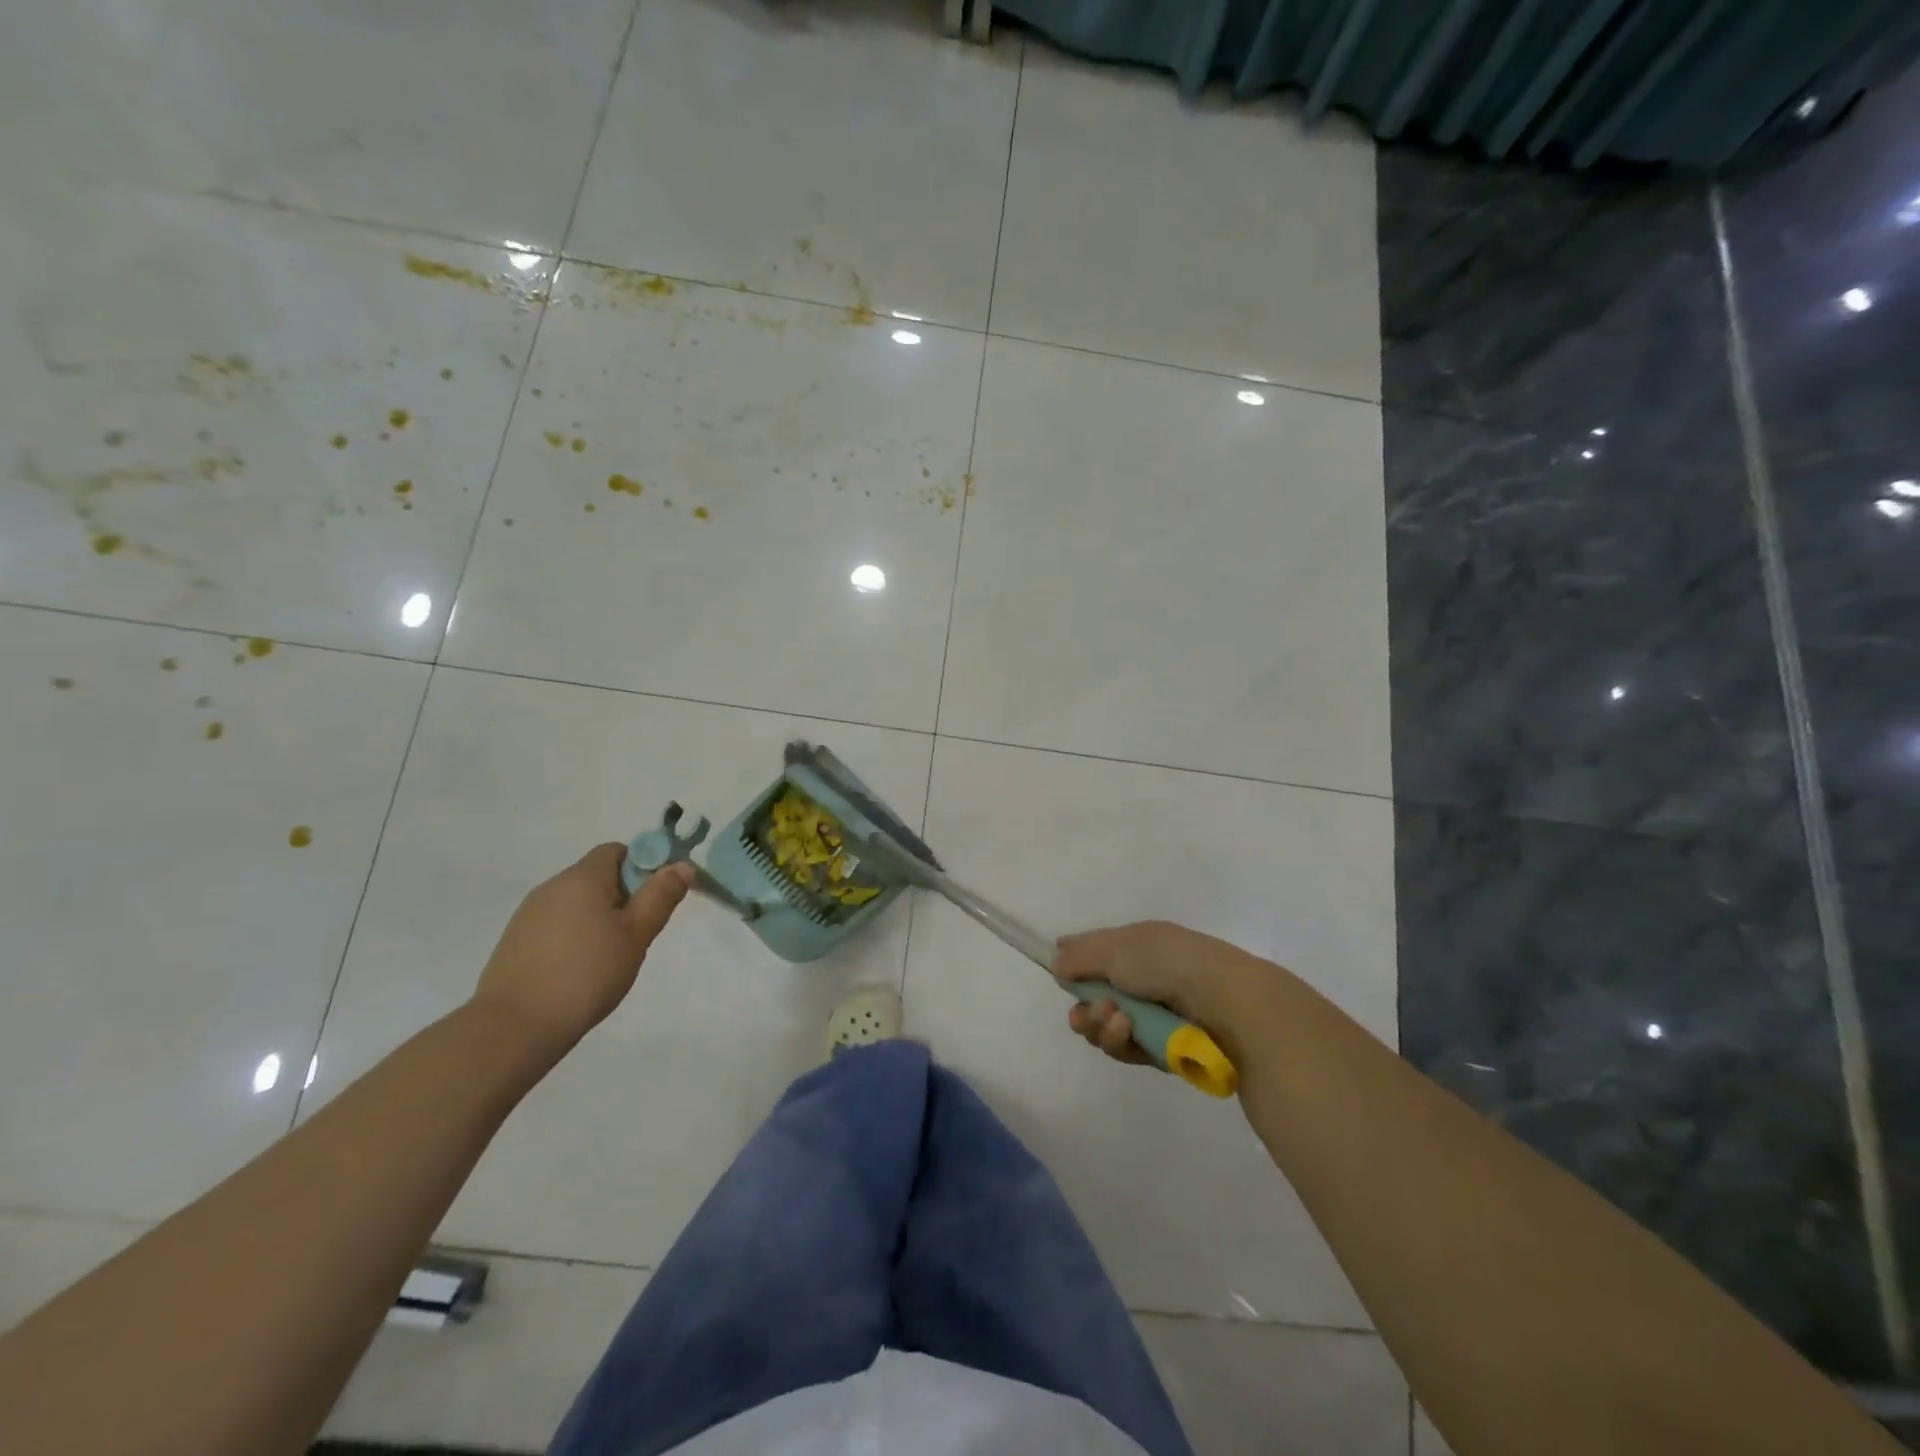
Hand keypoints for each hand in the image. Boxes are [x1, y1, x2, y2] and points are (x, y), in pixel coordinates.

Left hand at [471, 844, 693, 1056]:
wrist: (514, 1027)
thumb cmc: (586, 974)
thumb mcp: (636, 935)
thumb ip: (660, 896)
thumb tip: (682, 865)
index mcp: (583, 877)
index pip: (618, 851)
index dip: (642, 867)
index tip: (654, 901)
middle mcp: (553, 886)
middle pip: (598, 876)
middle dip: (623, 897)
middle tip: (636, 934)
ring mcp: (529, 913)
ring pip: (577, 902)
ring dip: (598, 918)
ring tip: (609, 957)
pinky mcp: (516, 940)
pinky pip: (557, 923)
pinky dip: (574, 936)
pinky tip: (579, 970)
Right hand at [1054, 920, 1267, 1069]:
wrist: (1224, 1002)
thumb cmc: (1167, 963)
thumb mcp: (1117, 949)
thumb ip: (1081, 957)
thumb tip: (1056, 962)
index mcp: (1136, 945)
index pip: (1096, 951)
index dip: (1074, 961)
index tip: (1057, 972)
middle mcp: (1143, 977)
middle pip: (1096, 995)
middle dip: (1085, 1007)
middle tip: (1086, 1013)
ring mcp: (1154, 1013)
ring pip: (1108, 1026)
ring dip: (1102, 1025)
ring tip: (1115, 1020)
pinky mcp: (1163, 1047)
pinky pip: (1128, 1048)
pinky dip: (1122, 1041)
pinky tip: (1128, 1032)